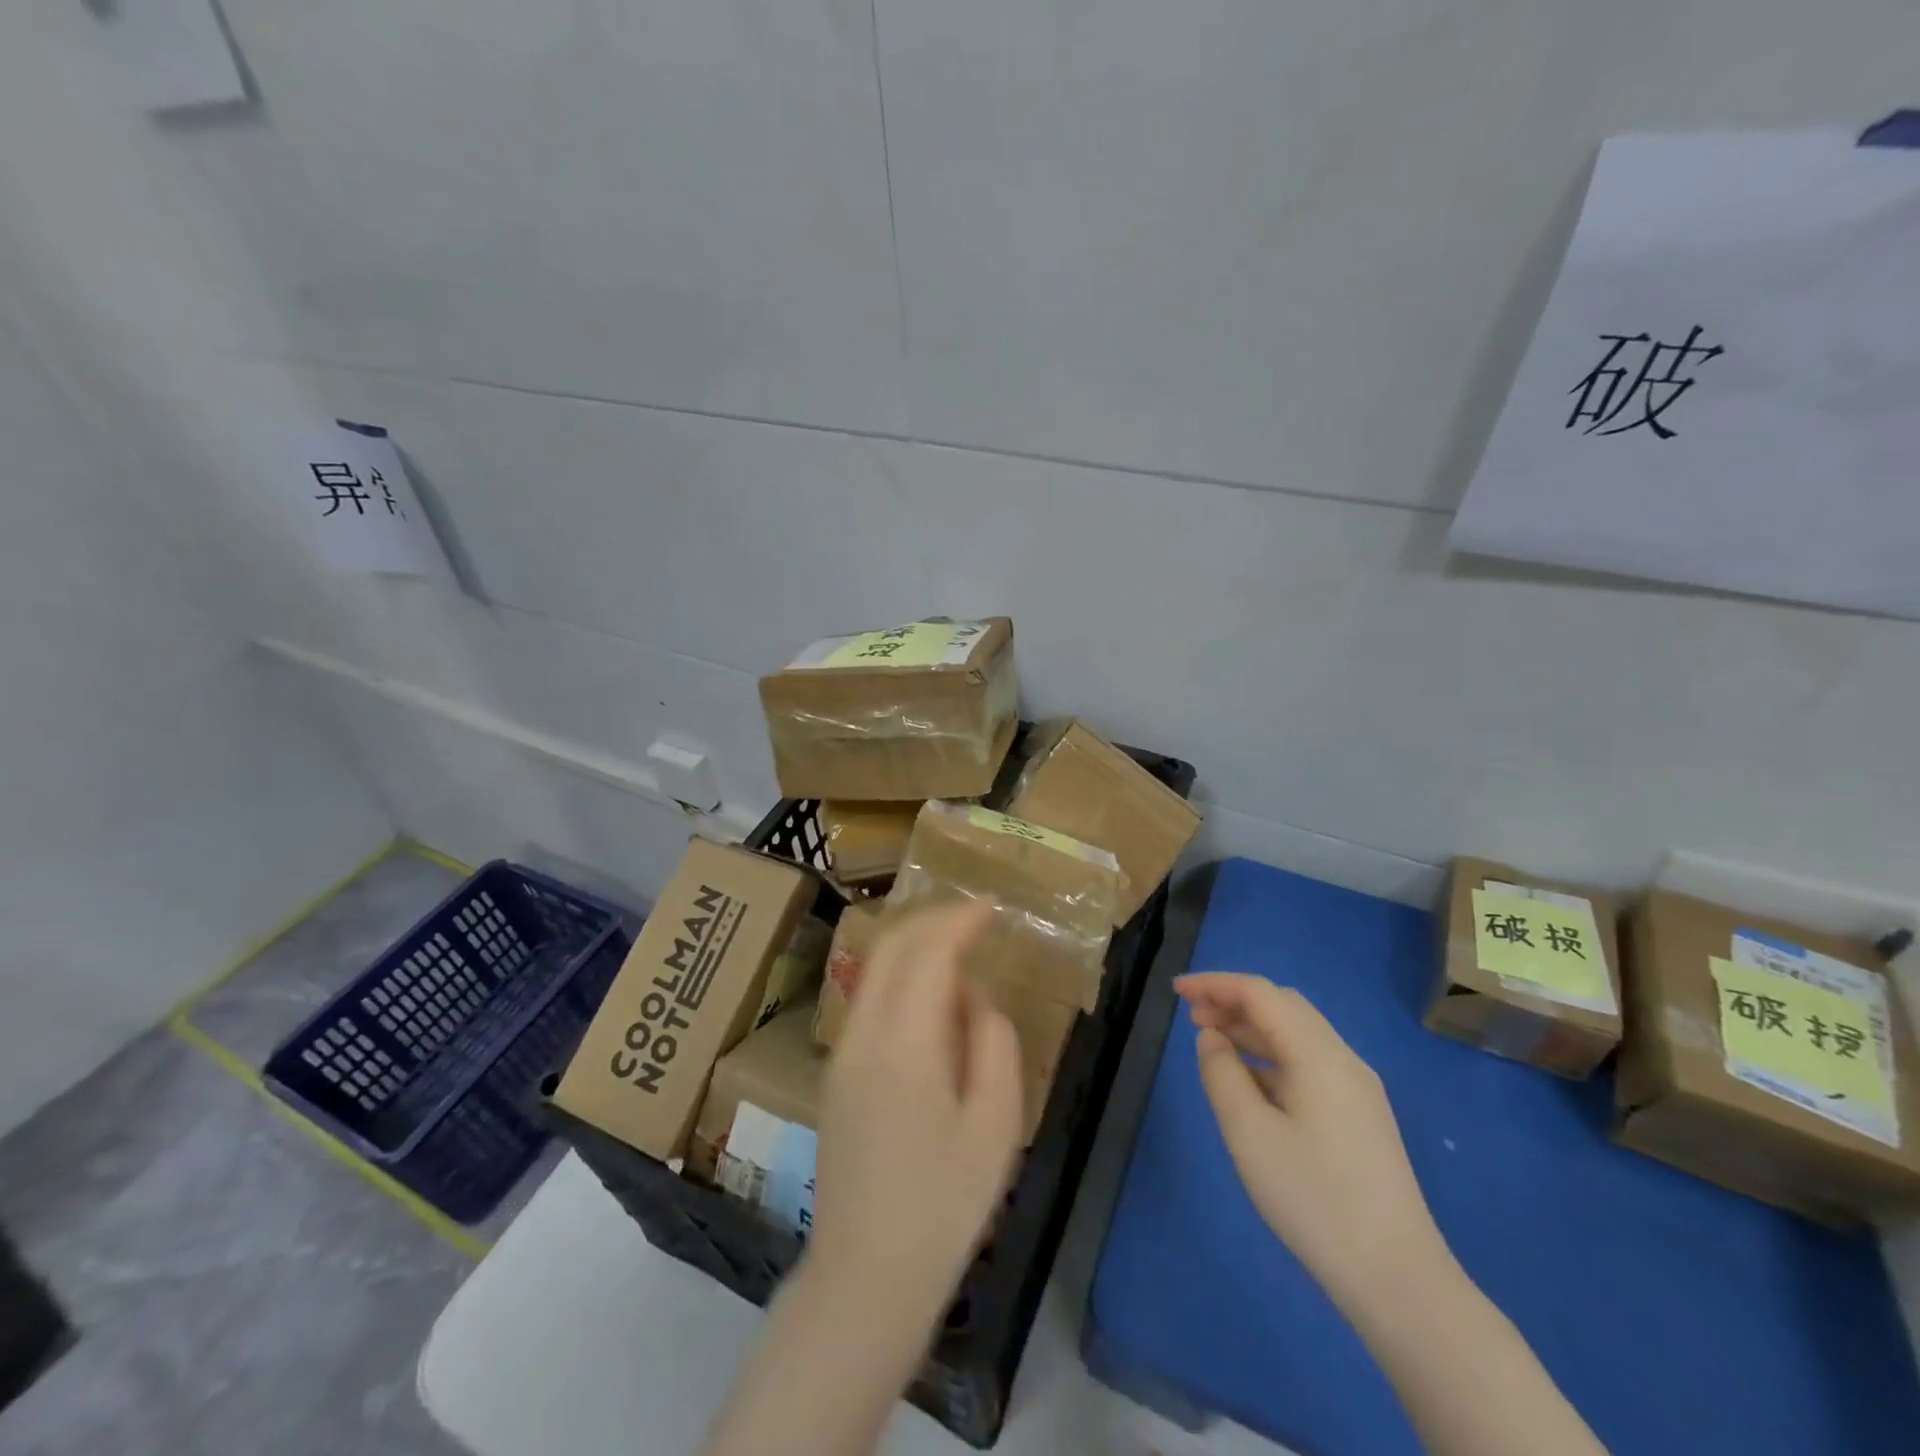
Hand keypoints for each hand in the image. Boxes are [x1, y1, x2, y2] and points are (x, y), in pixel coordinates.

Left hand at [808, 905, 1024, 1317]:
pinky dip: (900, 974)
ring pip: (873, 969)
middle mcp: (861, 1034)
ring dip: (914, 944)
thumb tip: (975, 995)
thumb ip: (992, 1042)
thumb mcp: (995, 1125)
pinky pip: (868, 998)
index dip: (960, 920)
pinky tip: (930, 995)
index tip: (992, 906)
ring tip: (958, 945)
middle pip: (890, 947)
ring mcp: (841, 1052)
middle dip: (933, 919)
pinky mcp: (836, 1072)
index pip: (927, 952)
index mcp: (903, 1044)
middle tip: (976, 917)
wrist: (865, 1276)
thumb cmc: (944, 1205)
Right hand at [1176, 972, 1450, 1312]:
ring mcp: (1357, 1088)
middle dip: (1234, 1001)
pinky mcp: (1362, 1116)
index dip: (1215, 984)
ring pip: (1298, 1034)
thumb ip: (1221, 1073)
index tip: (1176, 990)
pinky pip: (1310, 1063)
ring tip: (1212, 1042)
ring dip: (1252, 1027)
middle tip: (1191, 1016)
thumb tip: (1212, 1038)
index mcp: (1317, 1053)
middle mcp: (1342, 1058)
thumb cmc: (1313, 1197)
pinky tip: (1250, 1081)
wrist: (1397, 1277)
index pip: (1260, 993)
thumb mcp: (1248, 1133)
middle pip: (1283, 1005)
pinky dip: (1272, 1055)